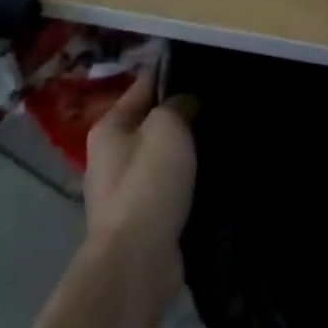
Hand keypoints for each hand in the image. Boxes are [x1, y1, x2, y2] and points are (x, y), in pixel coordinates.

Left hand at [82, 68, 196, 306]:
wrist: (136, 262)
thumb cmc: (148, 183)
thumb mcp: (167, 127)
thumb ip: (177, 105)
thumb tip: (186, 102)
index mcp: (109, 127)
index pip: (143, 85)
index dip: (171, 73)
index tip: (203, 65)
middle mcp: (109, 156)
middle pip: (150, 122)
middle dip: (180, 115)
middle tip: (217, 104)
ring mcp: (123, 192)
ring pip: (160, 157)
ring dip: (184, 151)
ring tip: (219, 139)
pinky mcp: (141, 221)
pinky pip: (167, 188)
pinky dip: (185, 182)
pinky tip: (210, 178)